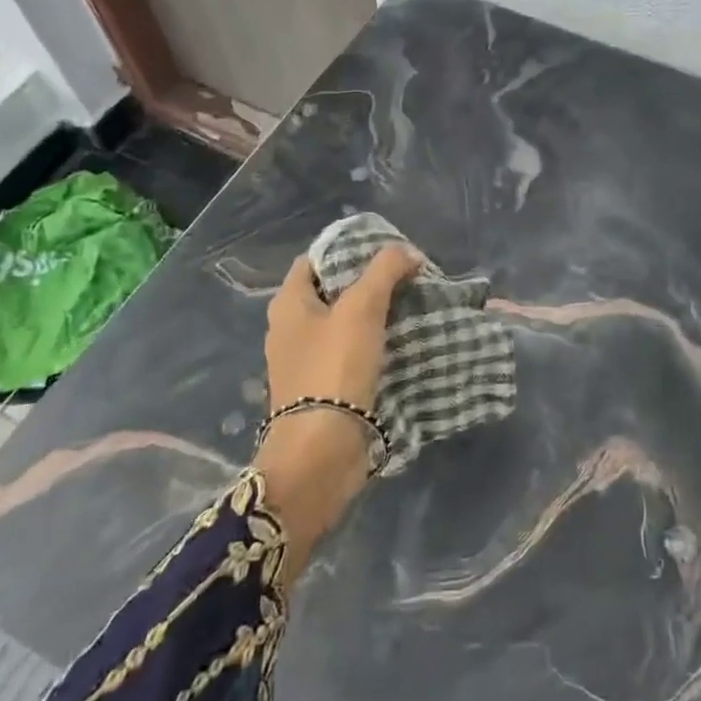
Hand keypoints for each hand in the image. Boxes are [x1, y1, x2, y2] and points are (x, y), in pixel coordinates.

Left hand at [253, 245, 421, 581]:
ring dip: (374, 315)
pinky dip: (374, 345)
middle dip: (368, 282)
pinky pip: (351, 354)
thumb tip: (408, 251)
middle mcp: (290, 329)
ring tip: (412, 305)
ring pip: (344, 324)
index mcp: (288, 303)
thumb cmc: (334, 368)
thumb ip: (385, 270)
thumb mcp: (362, 307)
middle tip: (407, 276)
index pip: (315, 259)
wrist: (322, 452)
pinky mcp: (323, 390)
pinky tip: (402, 342)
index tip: (386, 250)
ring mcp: (305, 362)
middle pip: (332, 291)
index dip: (348, 249)